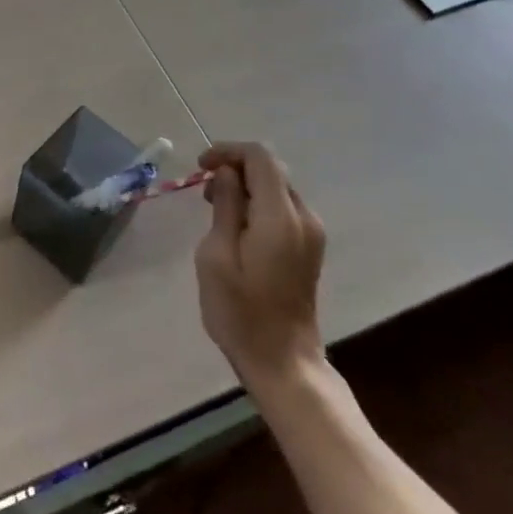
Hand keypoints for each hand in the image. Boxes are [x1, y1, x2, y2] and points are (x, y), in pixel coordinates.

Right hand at [194, 142, 327, 393]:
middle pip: (271, 169)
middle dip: (235, 168)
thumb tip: (226, 174)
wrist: (283, 362)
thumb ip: (224, 207)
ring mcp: (312, 233)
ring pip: (277, 187)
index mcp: (280, 217)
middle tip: (204, 190)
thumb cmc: (240, 312)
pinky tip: (236, 226)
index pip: (259, 157)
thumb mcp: (216, 256)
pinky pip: (283, 208)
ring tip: (215, 208)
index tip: (200, 166)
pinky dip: (258, 203)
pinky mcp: (310, 247)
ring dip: (246, 186)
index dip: (228, 151)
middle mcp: (303, 217)